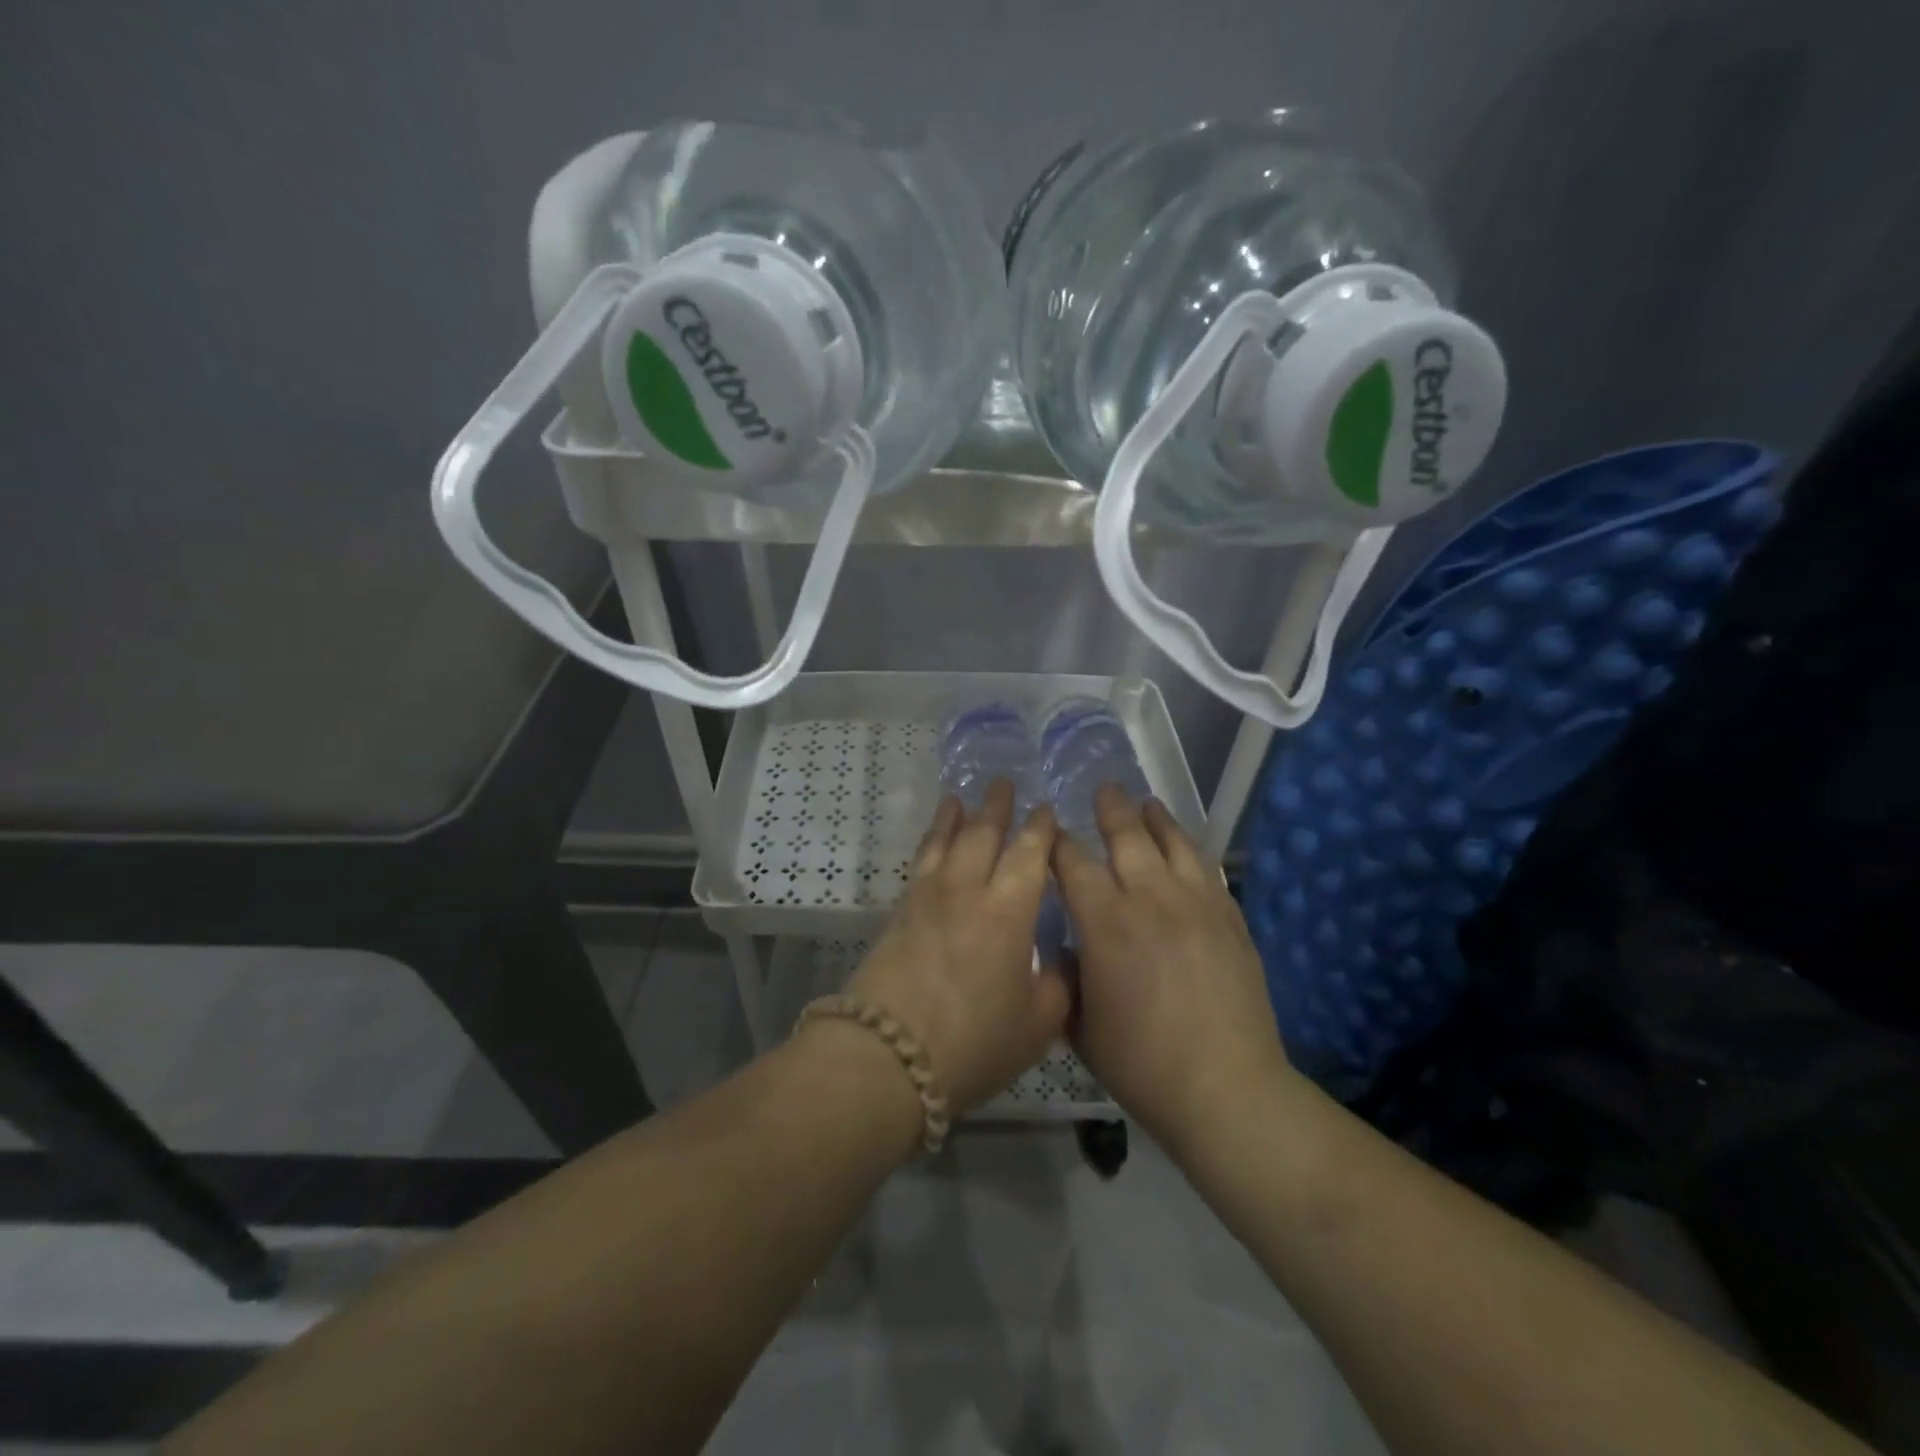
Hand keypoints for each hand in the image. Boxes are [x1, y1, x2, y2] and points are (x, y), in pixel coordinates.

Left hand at [846, 780, 1071, 1115]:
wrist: (887, 1055)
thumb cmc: (973, 1042)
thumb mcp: (1036, 1025)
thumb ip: (1057, 985)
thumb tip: (1061, 960)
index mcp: (1008, 910)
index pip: (1029, 854)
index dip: (1041, 829)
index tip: (1048, 809)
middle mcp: (967, 890)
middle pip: (983, 834)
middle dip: (997, 806)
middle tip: (1004, 781)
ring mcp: (928, 897)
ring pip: (945, 841)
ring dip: (956, 815)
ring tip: (960, 796)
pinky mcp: (899, 912)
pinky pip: (921, 861)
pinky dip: (931, 841)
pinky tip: (933, 841)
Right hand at [1053, 786, 1290, 1152]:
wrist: (1225, 1088)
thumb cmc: (1141, 1064)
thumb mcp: (1080, 1025)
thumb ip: (1068, 977)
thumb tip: (1070, 948)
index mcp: (1105, 923)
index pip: (1074, 863)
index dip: (1058, 843)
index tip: (1050, 832)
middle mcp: (1150, 899)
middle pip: (1127, 837)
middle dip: (1110, 810)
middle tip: (1104, 789)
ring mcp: (1197, 905)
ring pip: (1174, 844)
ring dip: (1156, 819)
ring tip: (1147, 802)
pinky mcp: (1230, 919)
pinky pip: (1209, 870)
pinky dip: (1192, 852)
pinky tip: (1187, 847)